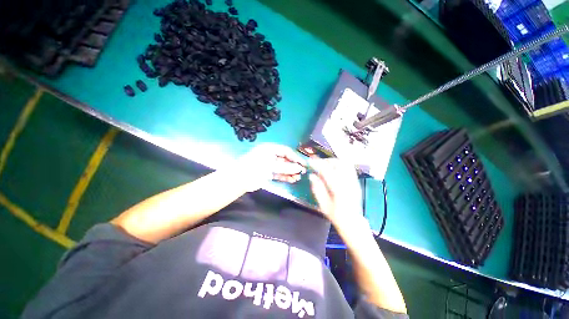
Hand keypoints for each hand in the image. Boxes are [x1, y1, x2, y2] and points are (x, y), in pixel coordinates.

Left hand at [236, 143, 306, 191]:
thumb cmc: (255, 168)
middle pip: (285, 159)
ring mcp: (269, 164)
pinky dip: (285, 176)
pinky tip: (292, 180)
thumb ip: (286, 167)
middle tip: (302, 172)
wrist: (239, 180)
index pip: (286, 151)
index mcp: (270, 149)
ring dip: (291, 172)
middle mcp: (270, 155)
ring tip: (298, 178)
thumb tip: (299, 168)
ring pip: (283, 167)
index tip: (303, 164)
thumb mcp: (271, 166)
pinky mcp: (268, 172)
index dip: (295, 157)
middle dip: (294, 166)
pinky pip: (279, 173)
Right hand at [308, 158, 362, 224]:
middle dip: (325, 161)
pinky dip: (340, 165)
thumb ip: (317, 189)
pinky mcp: (356, 181)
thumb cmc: (336, 216)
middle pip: (337, 163)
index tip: (309, 161)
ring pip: (344, 163)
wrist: (353, 223)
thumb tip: (311, 175)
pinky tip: (334, 169)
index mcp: (339, 189)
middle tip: (317, 164)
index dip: (317, 164)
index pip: (327, 171)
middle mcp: (348, 182)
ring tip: (325, 166)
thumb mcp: (323, 205)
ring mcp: (354, 181)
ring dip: (333, 162)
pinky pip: (349, 167)